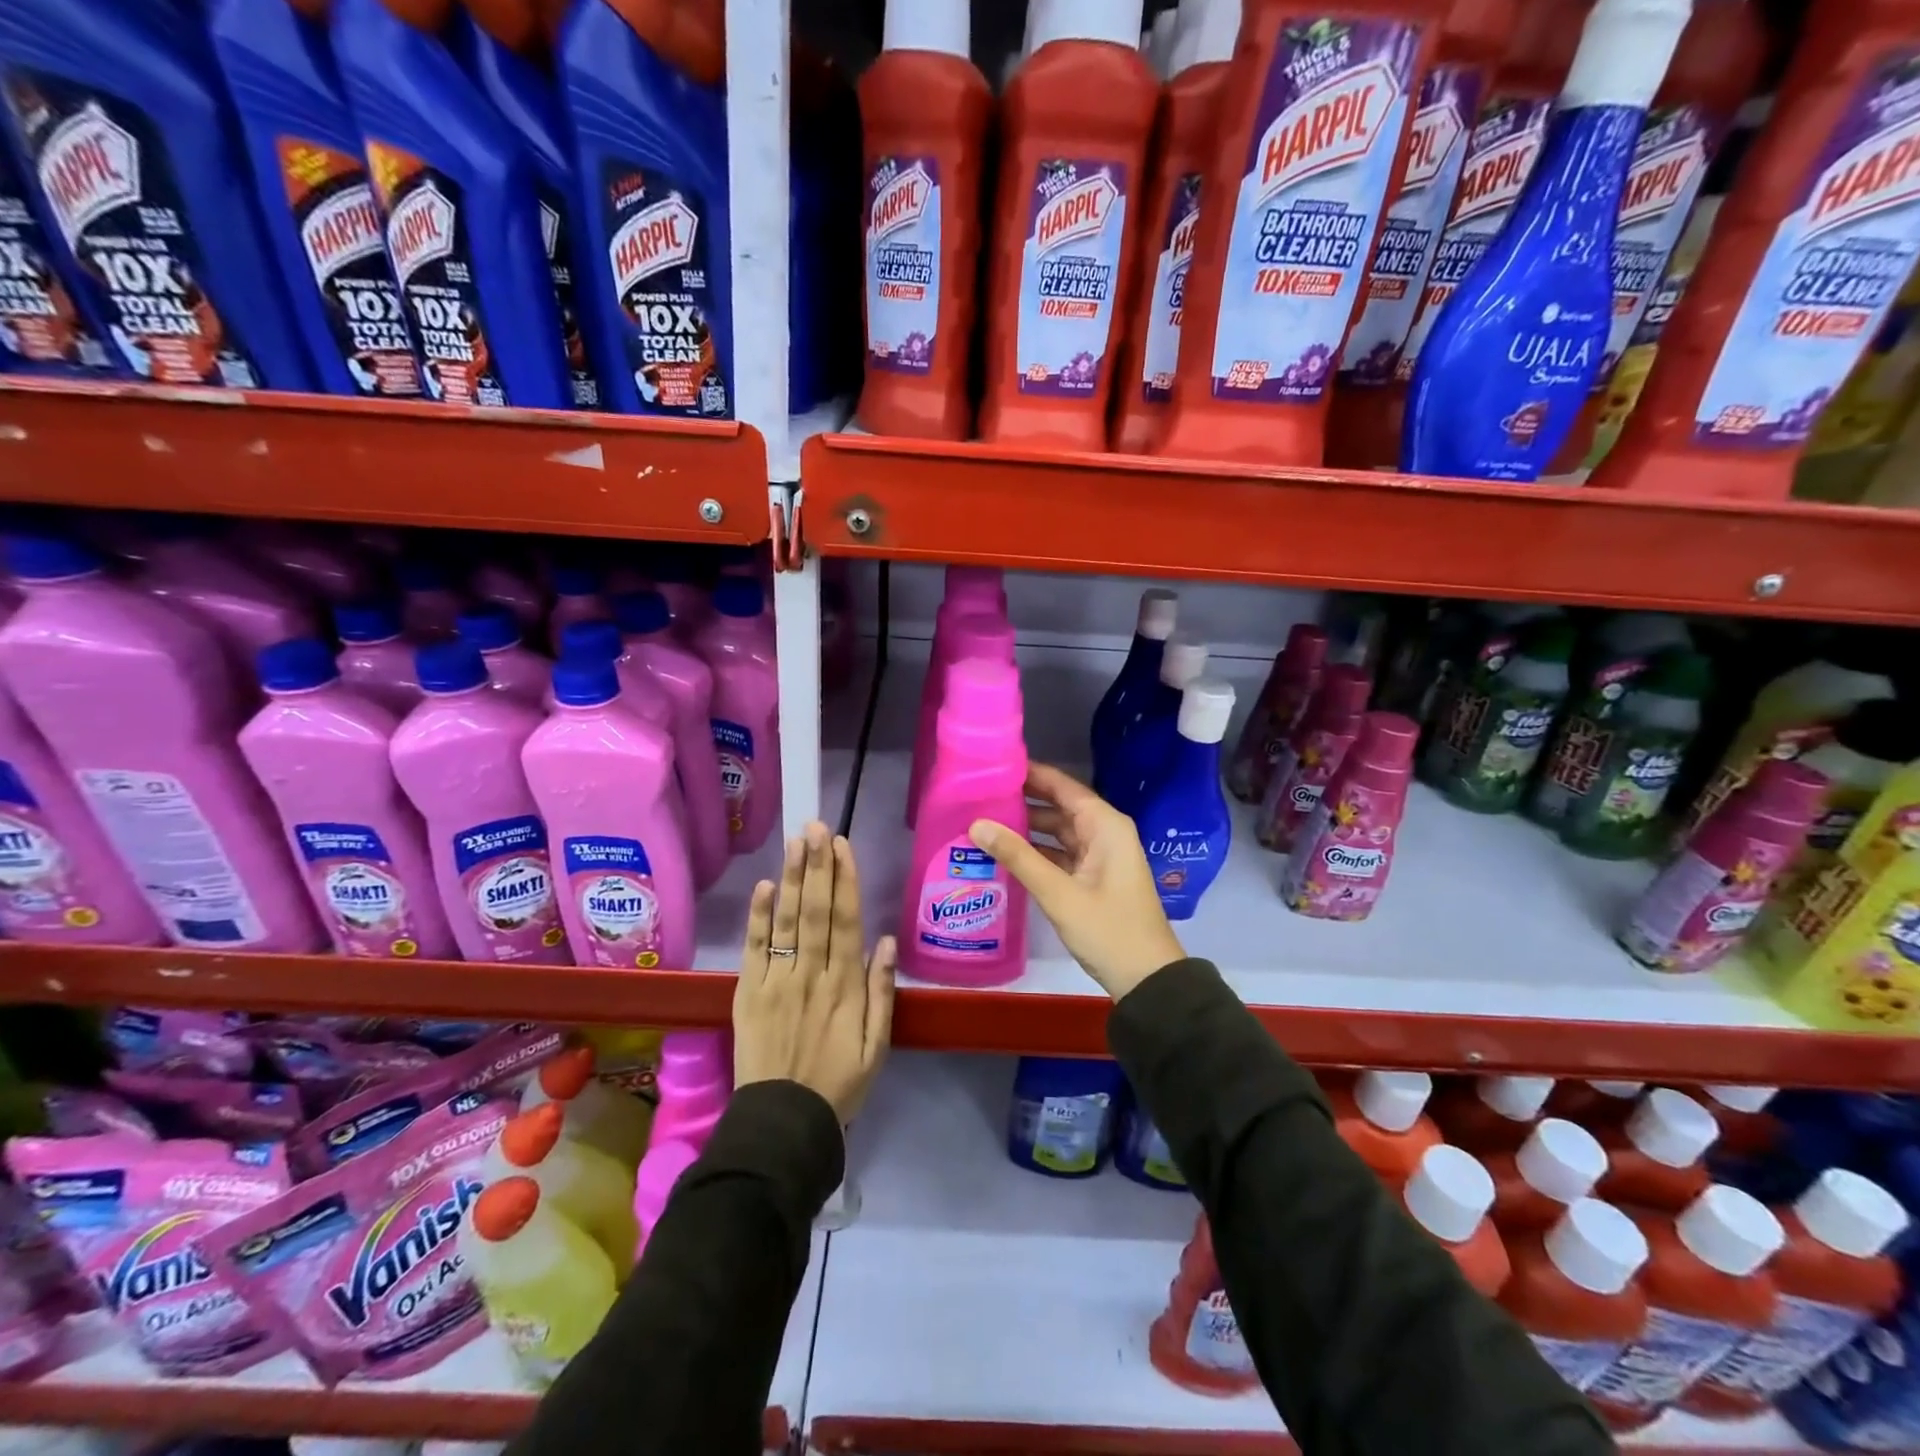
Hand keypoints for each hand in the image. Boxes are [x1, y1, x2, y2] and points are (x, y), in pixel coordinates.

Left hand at [734, 822, 896, 1122]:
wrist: (783, 1124)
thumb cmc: (839, 1085)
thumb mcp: (878, 1046)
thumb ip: (882, 992)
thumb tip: (885, 941)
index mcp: (846, 986)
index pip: (846, 920)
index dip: (845, 880)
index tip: (842, 846)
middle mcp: (812, 974)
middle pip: (815, 910)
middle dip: (817, 866)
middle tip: (817, 826)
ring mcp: (777, 981)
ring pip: (787, 921)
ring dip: (791, 878)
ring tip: (796, 842)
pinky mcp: (748, 993)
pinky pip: (755, 949)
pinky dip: (758, 916)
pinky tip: (763, 886)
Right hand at [968, 764, 1185, 1002]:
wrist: (1147, 980)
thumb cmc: (1108, 930)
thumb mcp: (1059, 893)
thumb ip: (1018, 856)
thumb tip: (976, 823)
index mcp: (1105, 825)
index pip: (1063, 786)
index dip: (1031, 774)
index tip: (993, 766)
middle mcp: (1105, 832)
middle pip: (1059, 805)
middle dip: (1023, 800)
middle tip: (979, 793)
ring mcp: (1100, 856)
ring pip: (1058, 831)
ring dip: (1027, 827)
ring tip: (984, 819)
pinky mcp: (1093, 877)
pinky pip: (1061, 853)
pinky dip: (1037, 851)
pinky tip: (1006, 853)